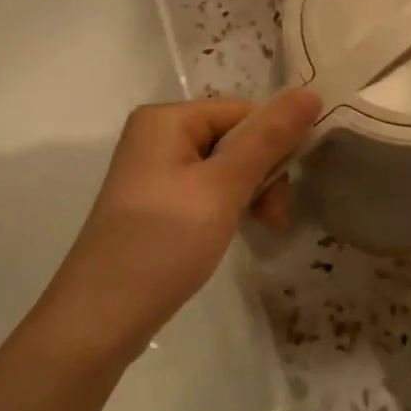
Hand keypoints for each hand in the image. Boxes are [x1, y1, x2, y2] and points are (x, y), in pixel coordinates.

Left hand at [33, 90, 320, 369]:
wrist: (100, 319)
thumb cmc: (164, 244)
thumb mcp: (222, 188)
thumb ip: (267, 139)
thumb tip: (310, 91)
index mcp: (166, 119)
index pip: (243, 111)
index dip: (273, 145)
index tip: (285, 193)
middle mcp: (156, 135)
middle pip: (233, 137)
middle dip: (261, 174)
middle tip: (273, 219)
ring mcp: (153, 171)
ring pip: (223, 167)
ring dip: (248, 193)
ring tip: (258, 229)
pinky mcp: (155, 202)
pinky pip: (204, 189)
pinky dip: (225, 207)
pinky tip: (231, 232)